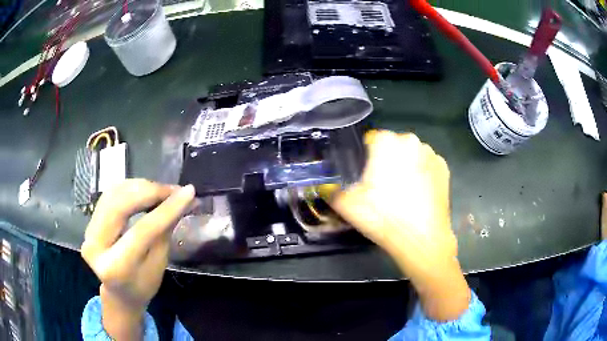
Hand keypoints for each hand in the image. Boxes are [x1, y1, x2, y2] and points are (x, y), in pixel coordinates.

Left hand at [81, 179, 194, 339]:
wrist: (119, 294)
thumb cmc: (143, 286)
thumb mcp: (158, 265)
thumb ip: (165, 232)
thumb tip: (183, 200)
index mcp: (115, 267)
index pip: (141, 231)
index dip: (166, 209)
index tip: (188, 192)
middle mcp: (95, 246)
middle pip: (120, 205)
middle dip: (149, 191)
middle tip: (173, 189)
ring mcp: (88, 231)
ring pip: (113, 194)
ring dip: (140, 187)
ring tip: (162, 190)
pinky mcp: (89, 222)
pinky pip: (109, 195)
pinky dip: (129, 188)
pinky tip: (145, 190)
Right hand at [331, 131, 469, 320]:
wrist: (422, 239)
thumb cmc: (383, 217)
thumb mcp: (347, 205)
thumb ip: (330, 191)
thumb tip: (322, 187)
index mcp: (386, 141)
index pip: (370, 140)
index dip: (364, 158)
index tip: (364, 176)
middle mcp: (410, 140)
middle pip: (392, 147)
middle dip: (386, 161)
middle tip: (381, 187)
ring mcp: (430, 154)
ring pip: (410, 156)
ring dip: (404, 167)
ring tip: (401, 193)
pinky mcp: (444, 168)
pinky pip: (426, 166)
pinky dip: (421, 175)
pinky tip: (418, 195)